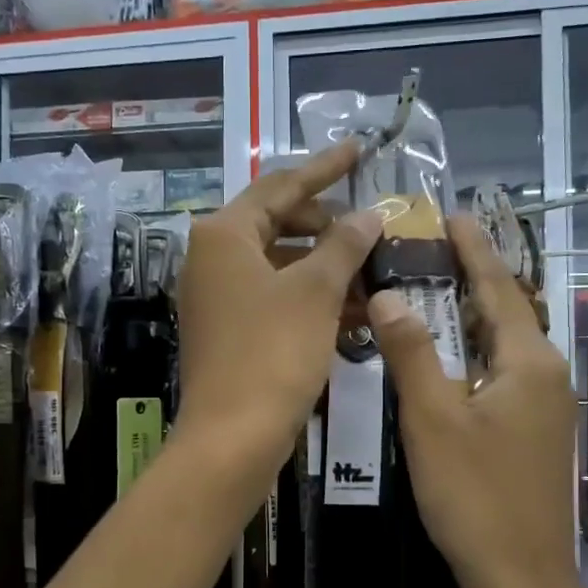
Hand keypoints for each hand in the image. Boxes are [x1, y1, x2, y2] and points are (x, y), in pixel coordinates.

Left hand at [176, 141, 381, 475]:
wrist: (232, 439)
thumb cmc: (272, 354)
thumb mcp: (316, 292)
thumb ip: (344, 245)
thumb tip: (367, 214)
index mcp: (224, 234)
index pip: (282, 185)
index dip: (325, 167)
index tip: (359, 148)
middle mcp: (213, 259)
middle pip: (278, 223)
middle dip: (328, 224)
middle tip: (371, 228)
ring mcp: (218, 298)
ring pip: (281, 265)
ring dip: (326, 266)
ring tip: (374, 272)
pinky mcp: (229, 332)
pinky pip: (276, 299)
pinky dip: (312, 299)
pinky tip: (354, 312)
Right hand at [367, 218, 587, 587]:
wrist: (521, 579)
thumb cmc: (475, 496)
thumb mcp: (432, 420)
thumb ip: (411, 353)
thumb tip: (388, 295)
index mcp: (528, 361)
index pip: (499, 286)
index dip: (473, 249)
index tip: (451, 214)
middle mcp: (546, 375)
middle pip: (505, 312)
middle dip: (469, 278)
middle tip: (425, 250)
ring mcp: (544, 407)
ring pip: (502, 346)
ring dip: (468, 317)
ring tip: (428, 292)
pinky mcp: (533, 433)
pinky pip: (501, 374)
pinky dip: (471, 354)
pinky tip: (444, 359)